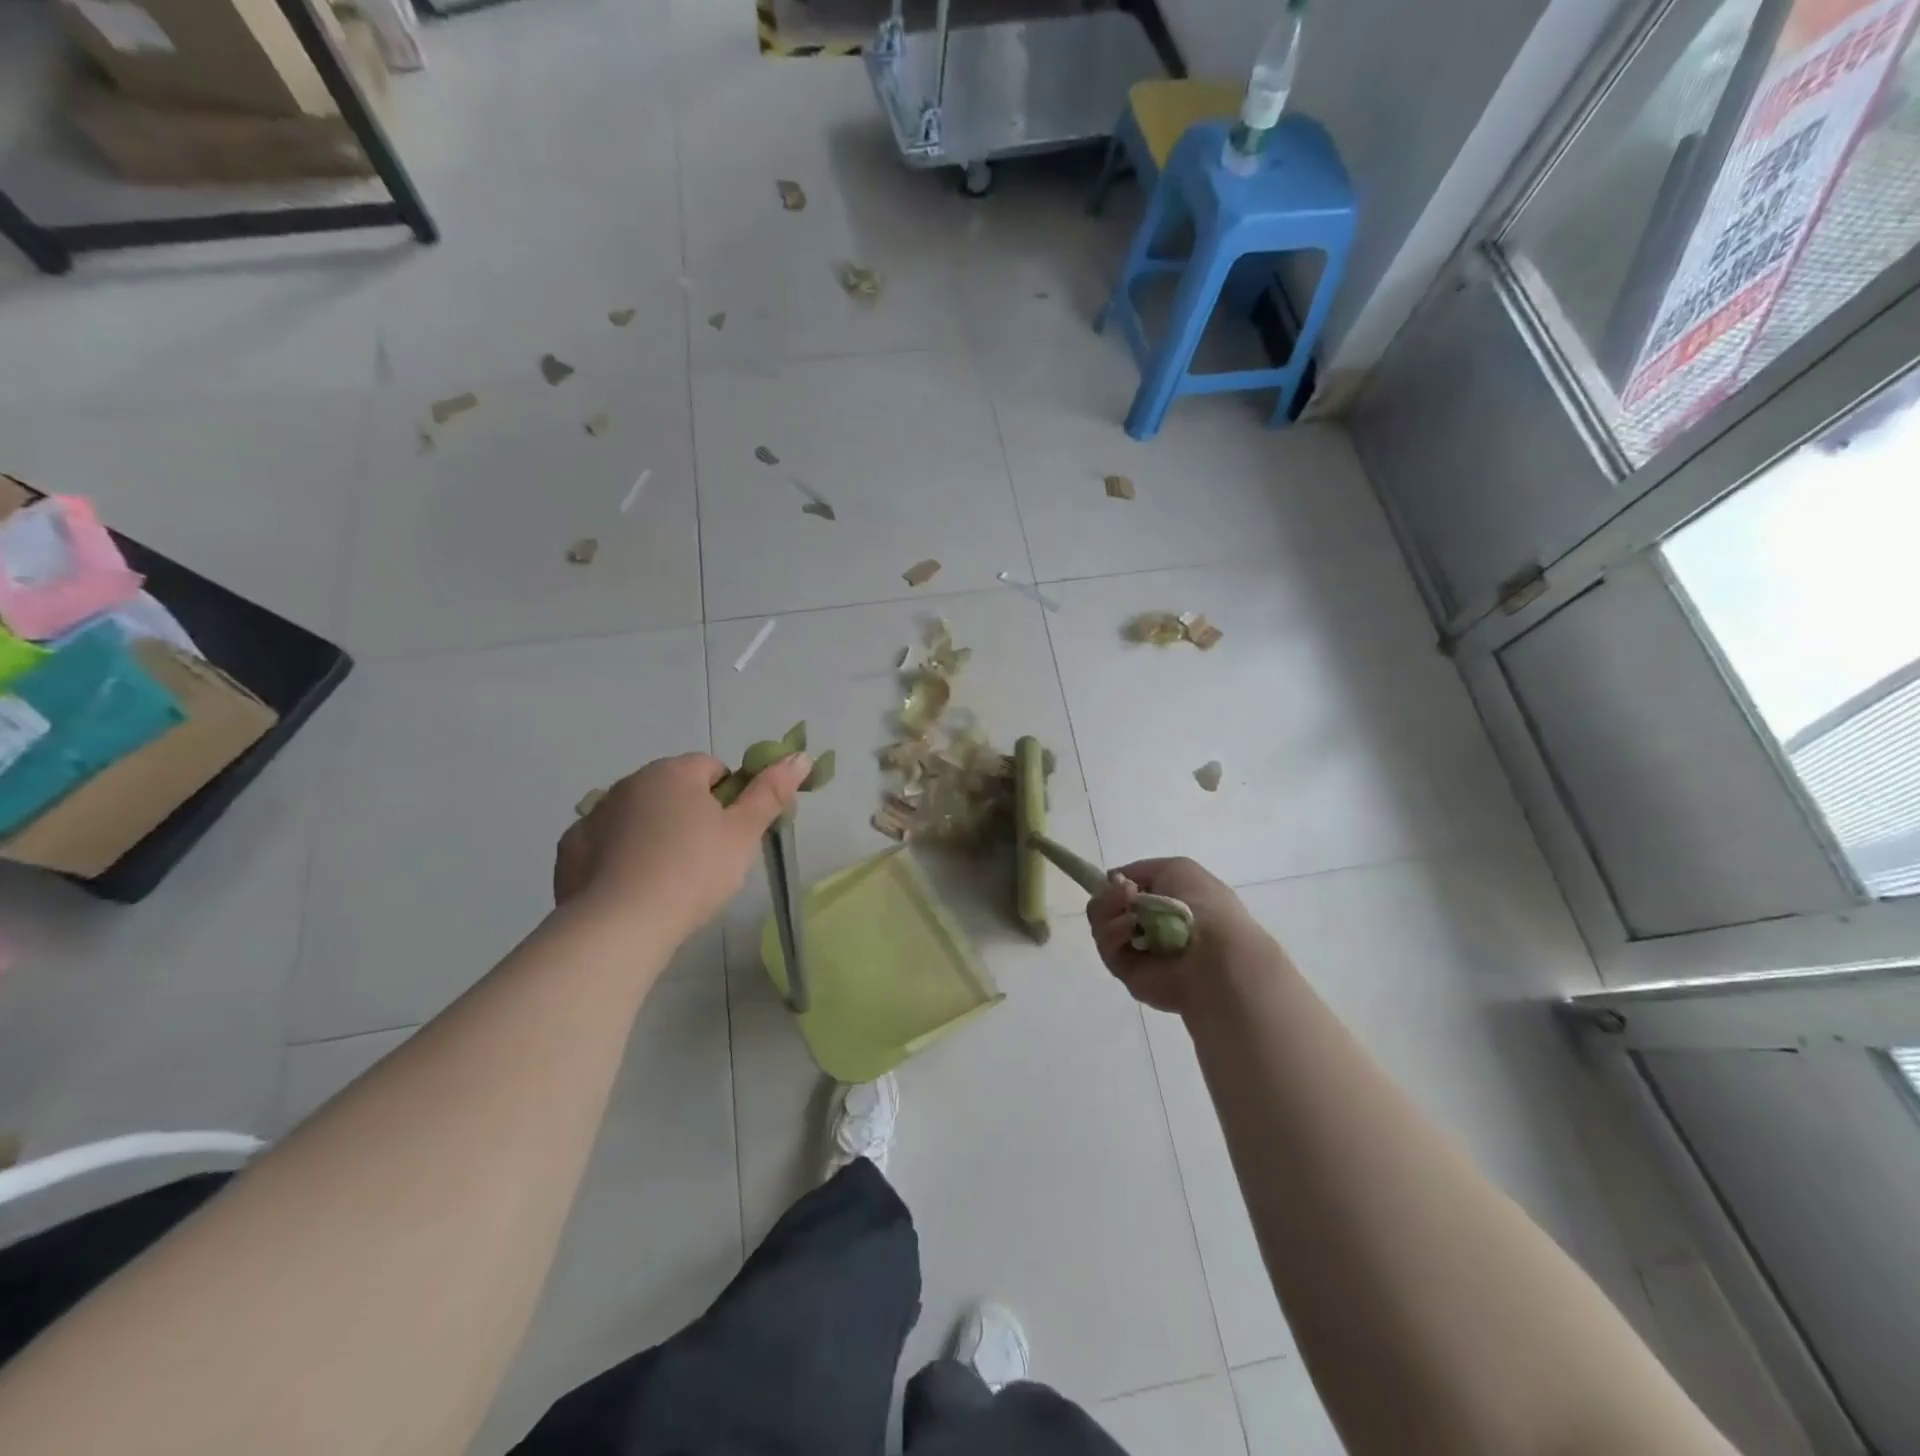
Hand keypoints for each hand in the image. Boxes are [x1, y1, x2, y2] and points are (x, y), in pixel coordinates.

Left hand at [556, 751, 810, 940]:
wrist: (619, 926)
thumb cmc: (692, 872)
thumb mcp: (743, 834)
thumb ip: (771, 792)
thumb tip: (799, 756)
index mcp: (673, 772)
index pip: (712, 768)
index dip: (730, 797)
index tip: (733, 832)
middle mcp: (629, 783)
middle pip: (672, 789)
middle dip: (691, 813)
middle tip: (707, 858)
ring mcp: (594, 815)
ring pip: (638, 815)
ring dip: (654, 833)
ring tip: (669, 878)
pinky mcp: (570, 850)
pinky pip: (605, 843)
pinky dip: (619, 857)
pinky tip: (632, 887)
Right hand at [1086, 857, 1274, 1015]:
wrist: (1213, 952)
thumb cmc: (1202, 904)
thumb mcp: (1176, 869)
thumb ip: (1140, 870)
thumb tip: (1115, 881)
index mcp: (1165, 902)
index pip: (1126, 890)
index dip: (1117, 882)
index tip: (1118, 880)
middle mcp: (1149, 925)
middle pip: (1108, 905)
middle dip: (1110, 895)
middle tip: (1126, 895)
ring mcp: (1136, 949)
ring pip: (1102, 923)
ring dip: (1110, 911)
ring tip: (1130, 913)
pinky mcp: (1125, 970)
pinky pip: (1106, 945)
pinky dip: (1114, 933)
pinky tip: (1131, 930)